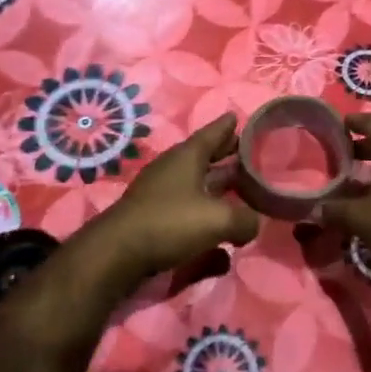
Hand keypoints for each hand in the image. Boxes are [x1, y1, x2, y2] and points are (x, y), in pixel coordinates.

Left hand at [84, 113, 260, 281]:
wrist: (117, 254)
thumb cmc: (170, 223)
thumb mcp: (218, 220)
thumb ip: (244, 220)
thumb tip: (253, 224)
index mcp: (187, 157)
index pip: (212, 133)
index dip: (226, 127)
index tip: (236, 117)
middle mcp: (173, 170)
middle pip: (204, 158)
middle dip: (225, 156)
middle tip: (248, 155)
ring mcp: (161, 195)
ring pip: (196, 185)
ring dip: (216, 188)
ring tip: (239, 192)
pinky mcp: (154, 220)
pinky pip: (187, 212)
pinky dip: (204, 217)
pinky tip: (221, 241)